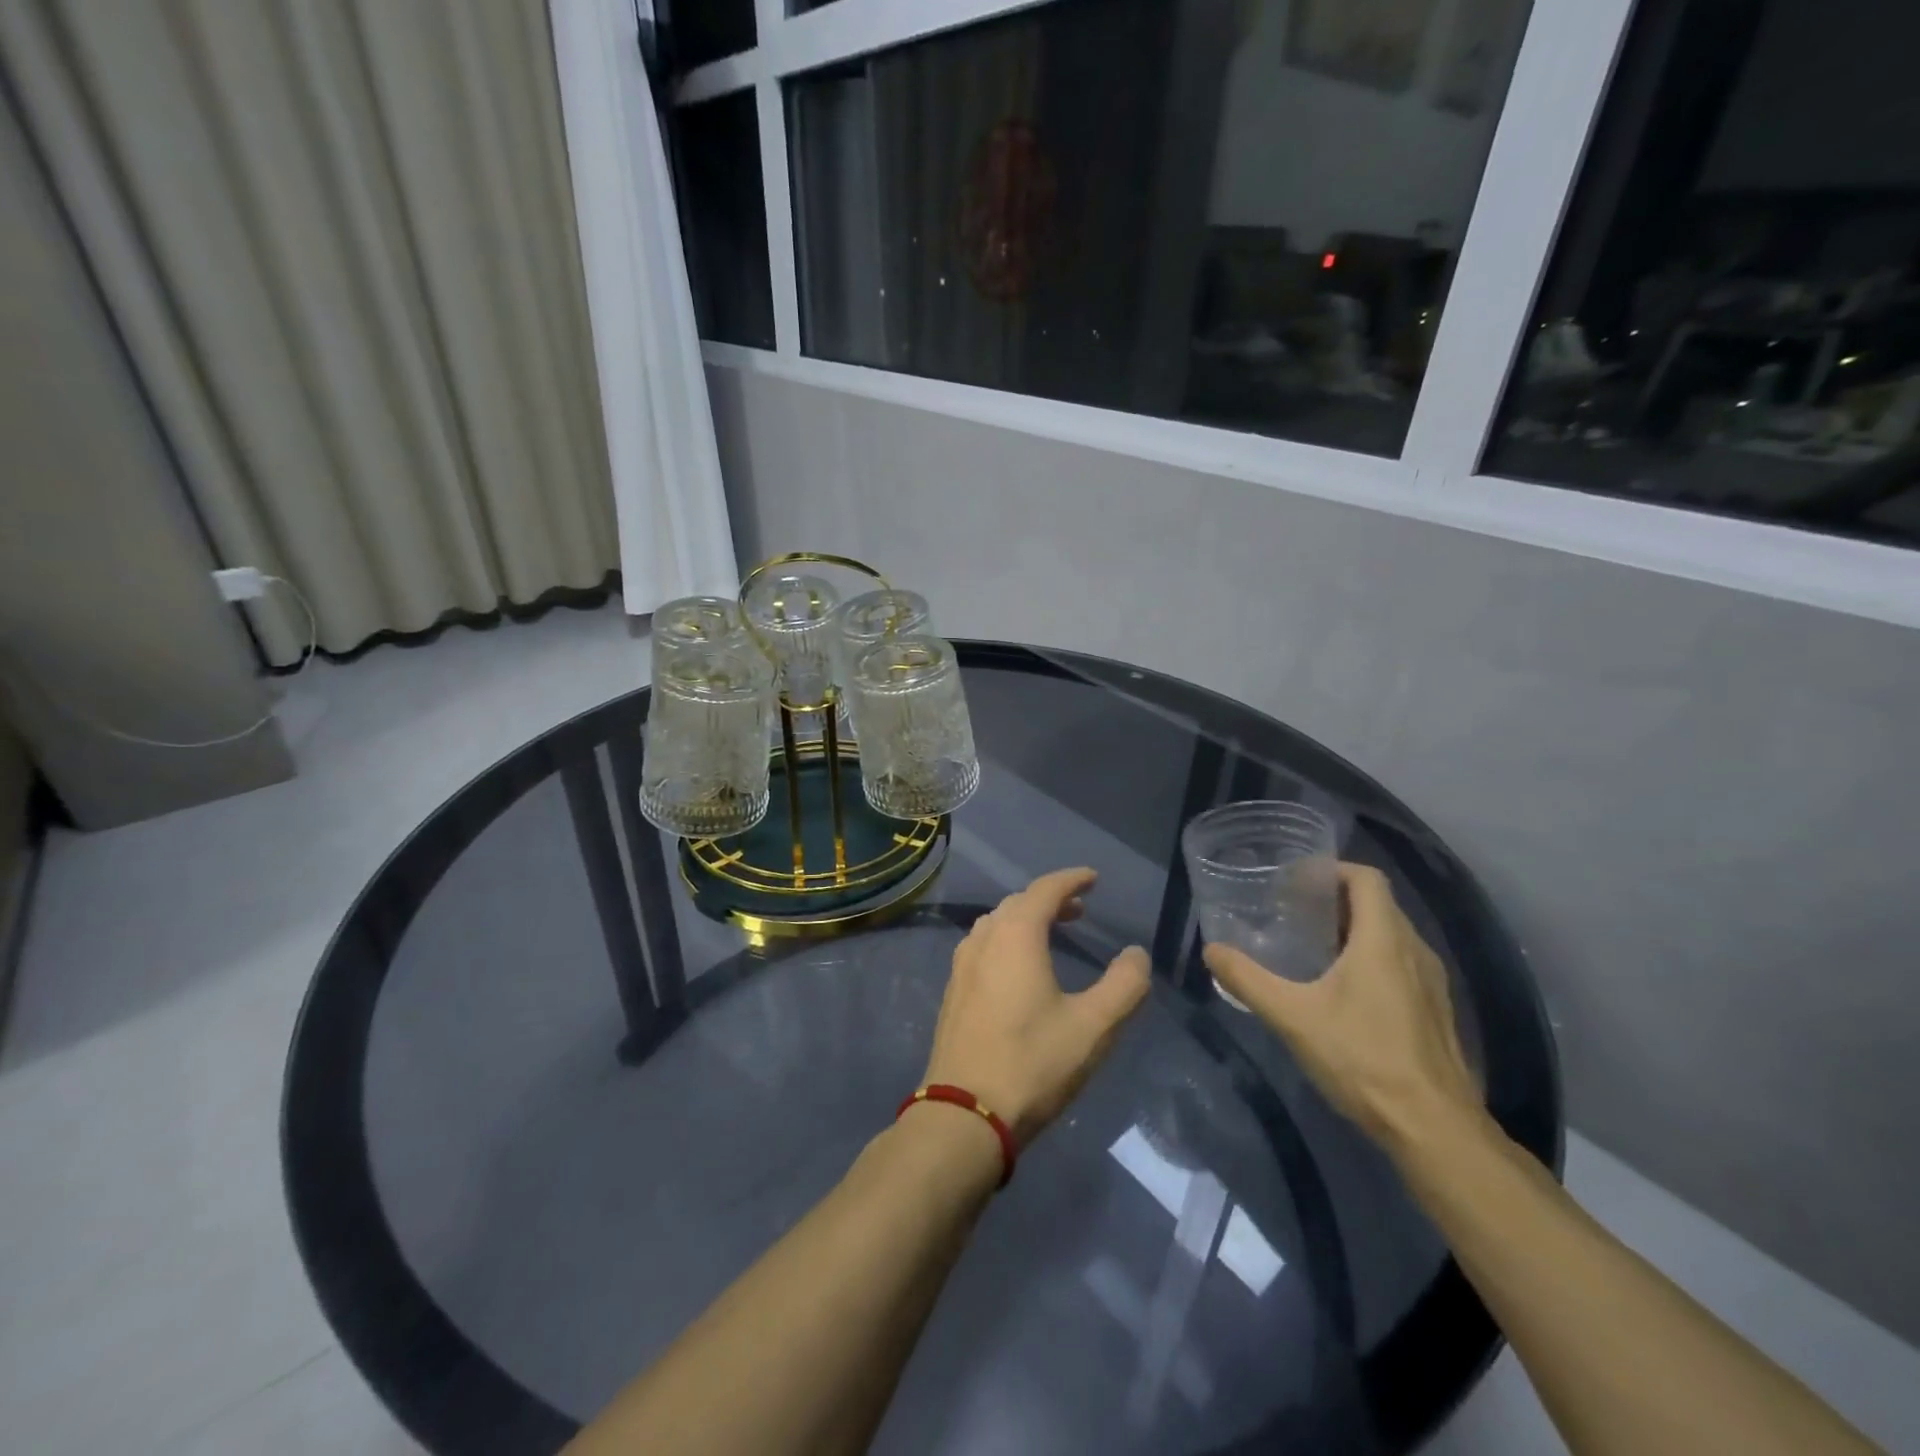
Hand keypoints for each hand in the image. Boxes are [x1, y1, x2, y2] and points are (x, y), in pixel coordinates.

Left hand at [921, 868, 1151, 1144]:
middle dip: (1050, 899)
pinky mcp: (953, 992)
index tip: (1093, 878)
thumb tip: (1136, 954)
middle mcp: (984, 940)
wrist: (964, 1115)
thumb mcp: (1094, 1027)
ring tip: (1051, 933)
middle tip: (1079, 909)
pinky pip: (982, 947)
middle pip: (1018, 903)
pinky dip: (1006, 940)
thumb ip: (1124, 985)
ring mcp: (962, 966)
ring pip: (995, 924)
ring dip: (1025, 919)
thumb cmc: (1033, 1064)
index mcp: (1016, 935)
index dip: (1071, 879)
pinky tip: (1018, 969)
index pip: (1045, 890)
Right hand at [1204, 862, 1479, 1152]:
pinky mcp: (1435, 1010)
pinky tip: (1341, 990)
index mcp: (1383, 940)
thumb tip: (1211, 950)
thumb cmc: (1363, 1059)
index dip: (1332, 870)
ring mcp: (1431, 982)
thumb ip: (1247, 979)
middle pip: (1378, 904)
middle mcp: (1414, 950)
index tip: (1296, 881)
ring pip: (1391, 935)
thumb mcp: (1292, 1017)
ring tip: (1311, 946)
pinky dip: (1371, 958)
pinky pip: (1401, 963)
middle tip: (1292, 911)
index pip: (1366, 878)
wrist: (1434, 1129)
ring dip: (1353, 930)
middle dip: (1335, 899)